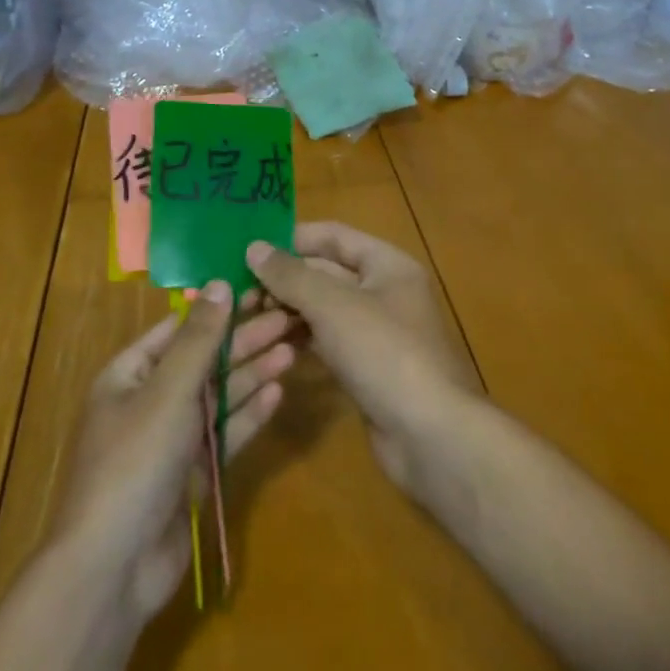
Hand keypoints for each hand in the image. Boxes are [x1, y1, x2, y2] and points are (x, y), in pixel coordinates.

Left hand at [51, 283, 295, 620]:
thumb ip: (199, 338)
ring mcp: (171, 440)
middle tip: (289, 318)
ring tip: (293, 349)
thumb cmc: (134, 462)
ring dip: (252, 374)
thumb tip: (220, 283)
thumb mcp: (168, 391)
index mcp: (130, 374)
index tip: (259, 289)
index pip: (179, 328)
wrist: (114, 568)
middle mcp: (150, 400)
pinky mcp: (191, 474)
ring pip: (218, 397)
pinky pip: (223, 434)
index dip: (218, 308)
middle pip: (204, 360)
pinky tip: (278, 394)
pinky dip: (248, 415)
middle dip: (244, 340)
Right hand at [247, 223, 478, 493]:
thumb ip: (291, 275)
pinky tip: (271, 346)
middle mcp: (384, 291)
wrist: (430, 435)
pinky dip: (301, 339)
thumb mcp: (333, 305)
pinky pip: (328, 341)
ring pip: (324, 309)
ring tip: (246, 318)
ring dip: (288, 311)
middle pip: (327, 272)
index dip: (292, 238)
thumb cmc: (384, 353)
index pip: (333, 236)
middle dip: (285, 279)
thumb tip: (254, 247)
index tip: (249, 247)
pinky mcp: (368, 367)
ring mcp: (377, 332)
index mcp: (387, 264)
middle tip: (238, 292)